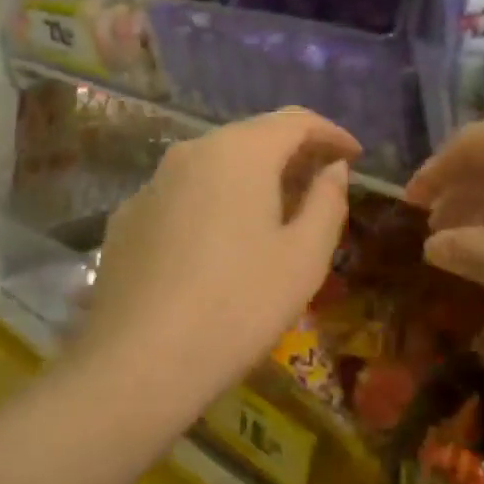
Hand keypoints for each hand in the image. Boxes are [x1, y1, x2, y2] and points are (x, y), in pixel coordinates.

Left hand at [80, 109, 358, 413]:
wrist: (138, 363)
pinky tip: (221, 242)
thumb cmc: (239, 305)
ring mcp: (152, 184)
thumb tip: (332, 169)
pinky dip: (214, 202)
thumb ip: (327, 202)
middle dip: (292, 154)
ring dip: (252, 178)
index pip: (295, 121)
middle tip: (322, 183)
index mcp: (240, 152)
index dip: (331, 133)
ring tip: (276, 212)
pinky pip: (183, 195)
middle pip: (252, 137)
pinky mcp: (127, 218)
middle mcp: (191, 152)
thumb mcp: (304, 257)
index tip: (355, 156)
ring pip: (214, 165)